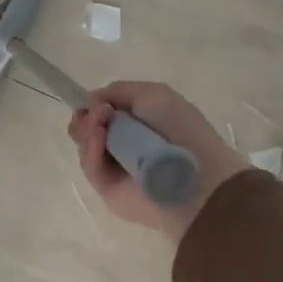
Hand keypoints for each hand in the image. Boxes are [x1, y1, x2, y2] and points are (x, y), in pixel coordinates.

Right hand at [67, 81, 248, 239]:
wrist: (196, 175)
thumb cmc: (181, 129)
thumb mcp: (155, 95)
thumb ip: (120, 91)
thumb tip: (92, 100)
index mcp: (139, 122)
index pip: (103, 113)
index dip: (93, 105)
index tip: (93, 102)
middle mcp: (124, 144)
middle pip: (87, 129)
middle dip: (86, 118)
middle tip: (98, 115)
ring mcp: (115, 168)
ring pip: (85, 146)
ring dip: (87, 130)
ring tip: (100, 124)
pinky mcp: (108, 190)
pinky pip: (91, 167)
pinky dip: (91, 149)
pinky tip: (98, 137)